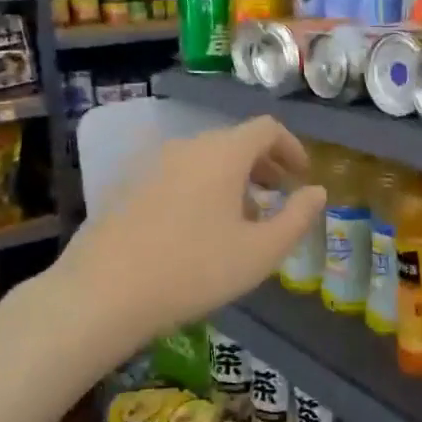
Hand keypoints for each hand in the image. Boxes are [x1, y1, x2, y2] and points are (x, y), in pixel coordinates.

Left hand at [56, 117, 327, 345]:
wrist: (104, 292)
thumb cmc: (195, 269)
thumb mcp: (262, 252)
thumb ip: (298, 217)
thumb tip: (317, 191)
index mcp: (223, 153)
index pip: (267, 129)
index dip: (291, 147)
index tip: (301, 176)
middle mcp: (187, 146)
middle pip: (234, 141)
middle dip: (262, 165)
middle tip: (276, 196)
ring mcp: (151, 164)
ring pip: (203, 159)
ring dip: (230, 178)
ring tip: (239, 218)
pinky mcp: (126, 185)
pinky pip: (176, 174)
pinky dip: (199, 188)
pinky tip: (196, 228)